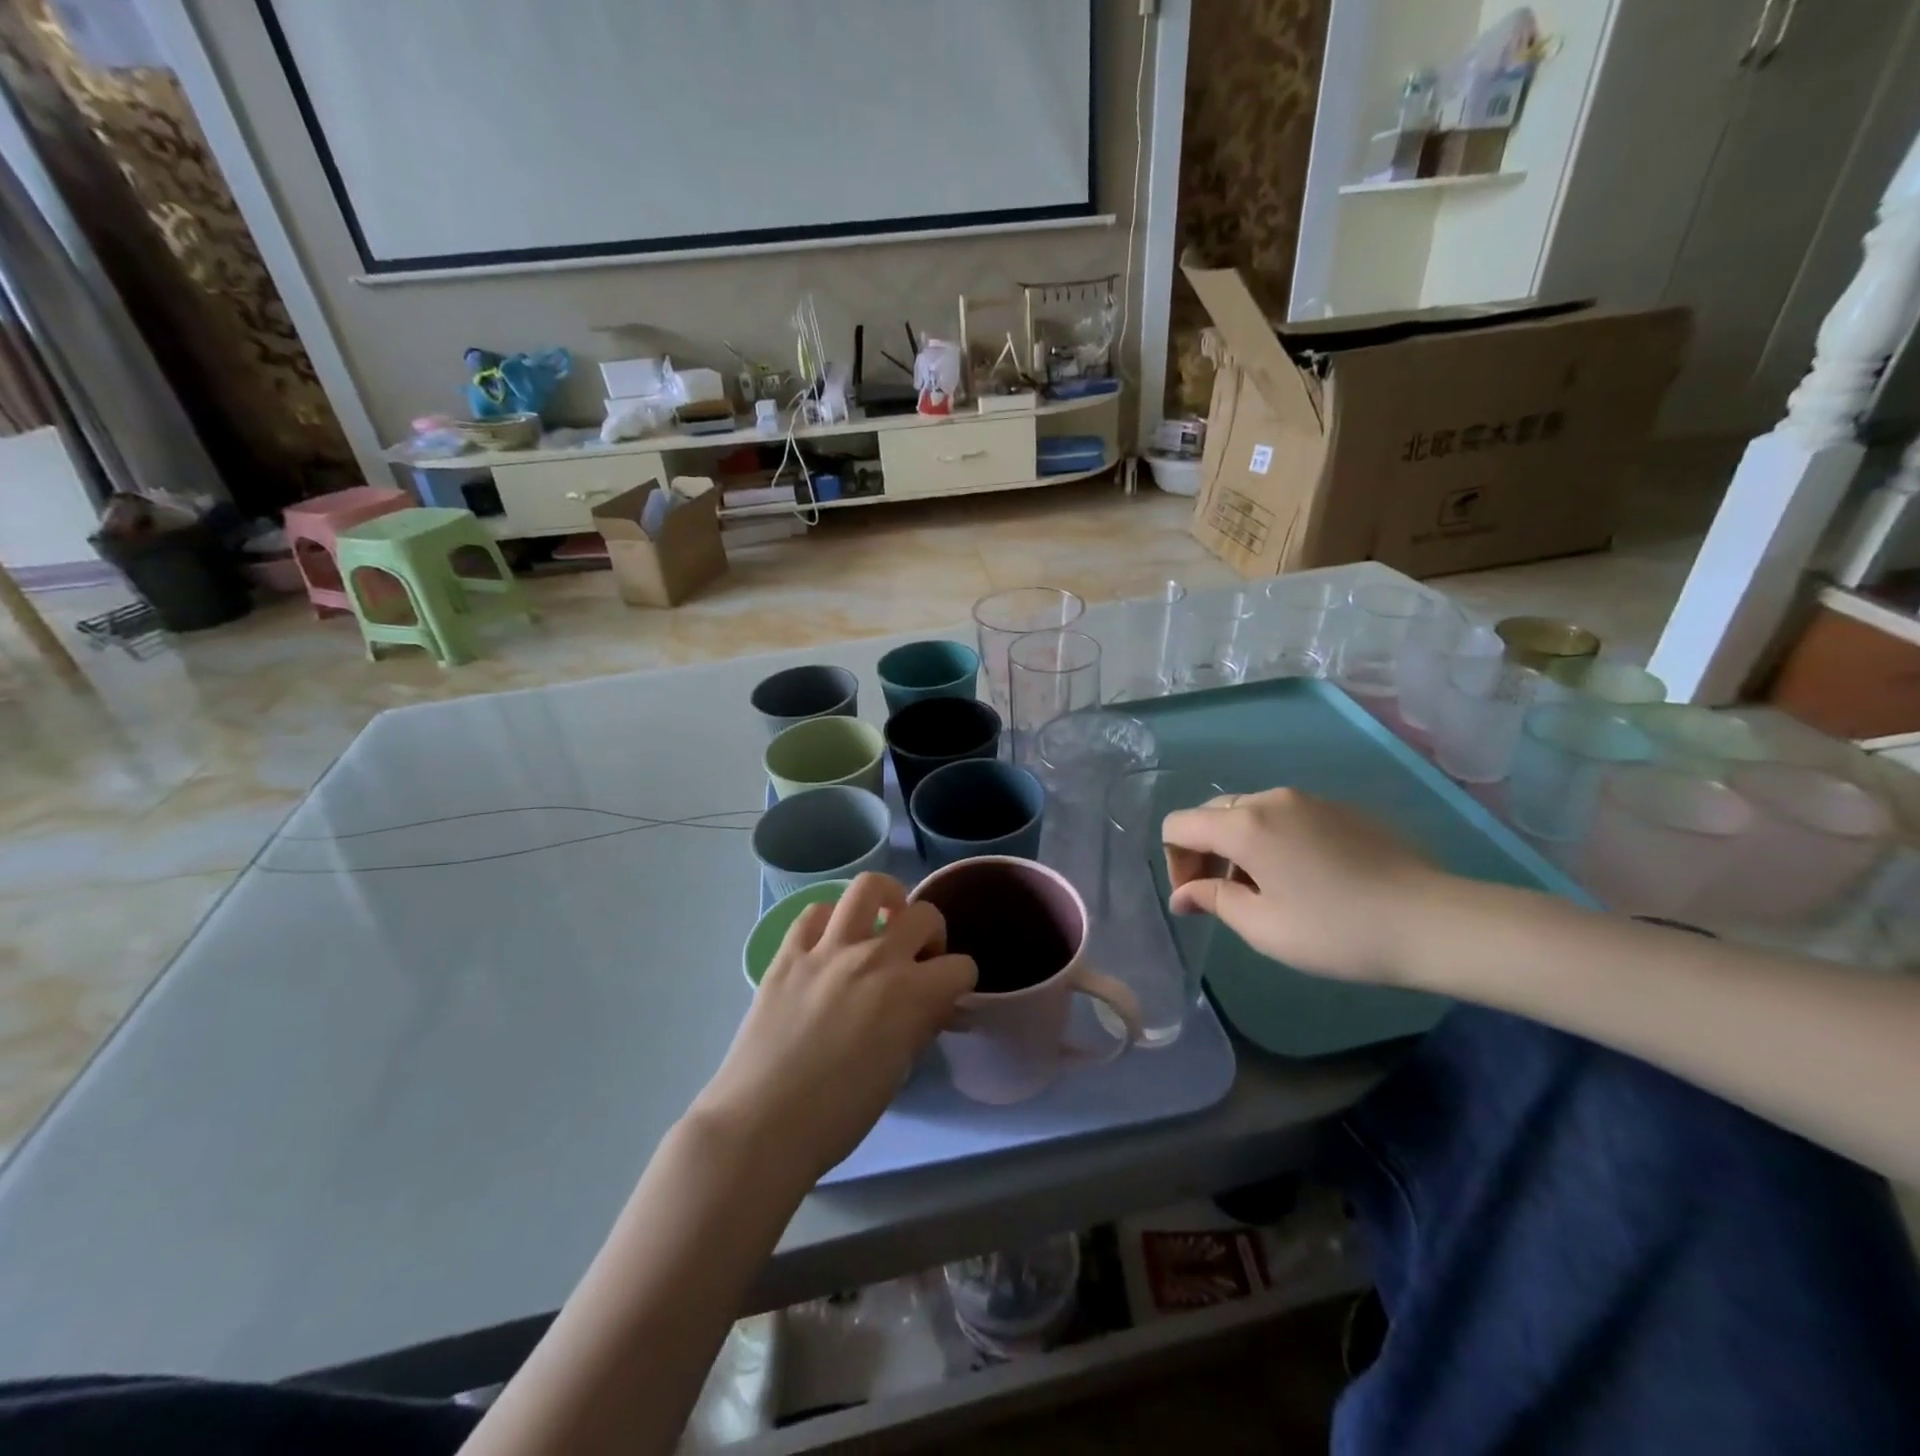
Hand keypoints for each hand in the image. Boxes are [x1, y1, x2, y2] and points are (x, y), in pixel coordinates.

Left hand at [691, 873, 976, 1184]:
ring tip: (883, 920)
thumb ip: (920, 1026)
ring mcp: (828, 949)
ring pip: (868, 887)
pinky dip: (831, 920)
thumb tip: (932, 1007)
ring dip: (886, 899)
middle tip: (918, 960)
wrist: (762, 1124)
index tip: (947, 997)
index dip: (960, 983)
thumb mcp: (897, 1073)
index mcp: (910, 993)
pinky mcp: (789, 952)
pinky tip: (831, 942)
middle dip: (933, 935)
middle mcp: (875, 957)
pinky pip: (815, 912)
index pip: (960, 967)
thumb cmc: (838, 1116)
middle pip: (924, 916)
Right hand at [1160, 789, 1447, 983]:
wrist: (1432, 922)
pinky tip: (1305, 879)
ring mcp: (1310, 799)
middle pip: (1212, 814)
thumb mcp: (1262, 926)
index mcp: (1244, 824)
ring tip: (1266, 892)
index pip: (1179, 825)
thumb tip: (1183, 895)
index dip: (1175, 862)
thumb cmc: (1336, 930)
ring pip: (1250, 813)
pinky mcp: (1341, 809)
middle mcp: (1271, 799)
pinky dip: (1274, 841)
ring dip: (1239, 847)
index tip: (1197, 900)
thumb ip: (1212, 900)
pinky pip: (1287, 816)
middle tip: (1224, 897)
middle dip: (1204, 853)